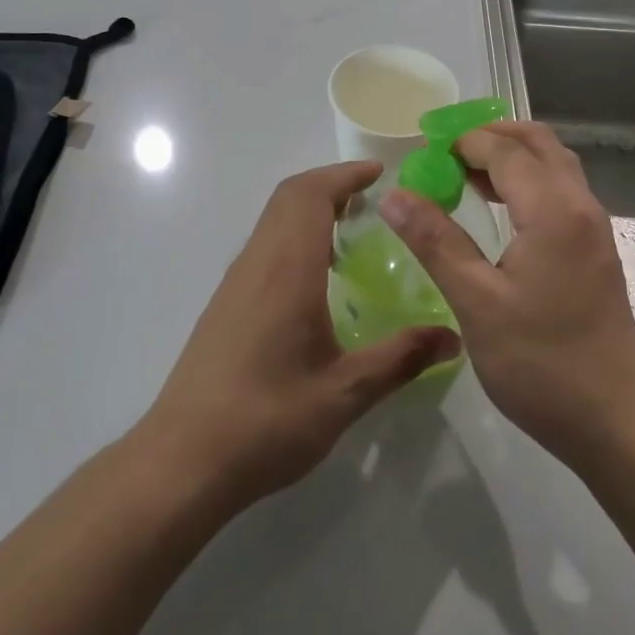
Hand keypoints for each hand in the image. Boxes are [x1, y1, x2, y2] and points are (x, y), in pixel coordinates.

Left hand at [136, 161, 461, 514]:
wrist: (182, 461)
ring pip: (273, 220)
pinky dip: (295, 235)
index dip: (345, 174)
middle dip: (330, 184)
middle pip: (289, 197)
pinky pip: (264, 246)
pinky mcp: (226, 304)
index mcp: (287, 269)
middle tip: (373, 198)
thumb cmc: (266, 421)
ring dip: (310, 209)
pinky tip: (318, 277)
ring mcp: (236, 283)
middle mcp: (257, 263)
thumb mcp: (345, 393)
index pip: (311, 195)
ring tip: (353, 230)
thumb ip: (401, 358)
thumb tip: (452, 337)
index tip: (381, 174)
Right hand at [380, 122, 634, 467]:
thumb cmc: (541, 362)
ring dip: (511, 157)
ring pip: (554, 165)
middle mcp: (580, 205)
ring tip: (463, 174)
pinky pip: (561, 191)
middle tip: (445, 152)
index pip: (504, 150)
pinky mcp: (595, 251)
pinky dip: (527, 181)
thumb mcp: (476, 302)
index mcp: (553, 210)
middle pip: (538, 143)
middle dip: (491, 136)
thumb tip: (395, 195)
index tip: (422, 152)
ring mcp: (594, 228)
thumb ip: (436, 241)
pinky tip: (498, 209)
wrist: (615, 421)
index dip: (461, 142)